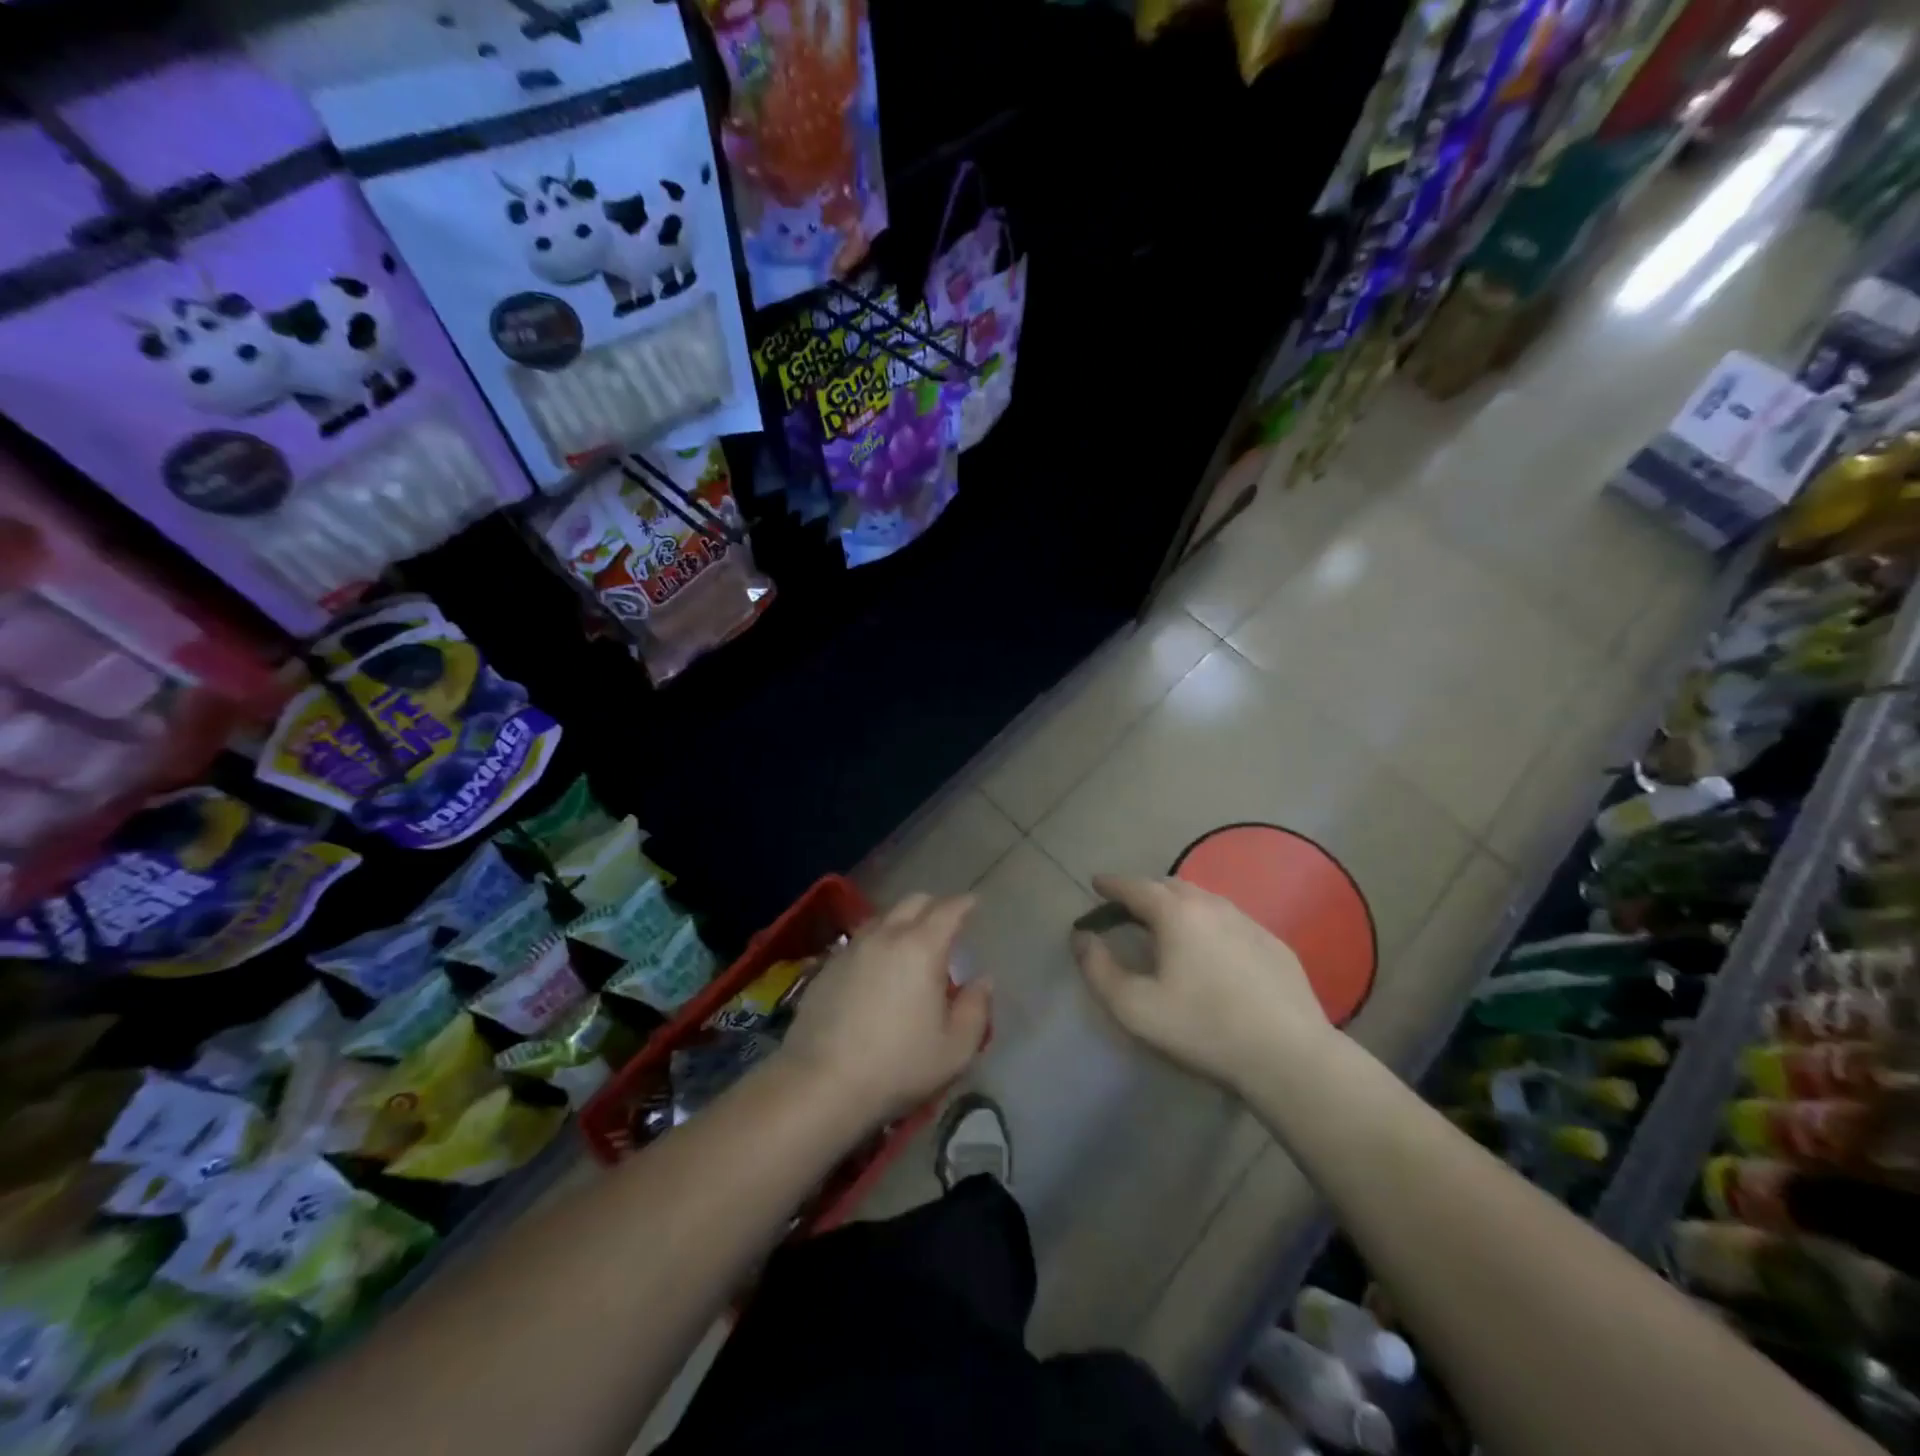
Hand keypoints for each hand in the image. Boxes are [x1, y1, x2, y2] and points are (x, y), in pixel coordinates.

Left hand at [779, 893, 990, 1125]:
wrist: (822, 1082)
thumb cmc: (898, 1065)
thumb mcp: (954, 1049)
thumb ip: (976, 1009)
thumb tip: (982, 981)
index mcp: (922, 948)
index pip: (948, 910)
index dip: (965, 904)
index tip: (974, 904)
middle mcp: (886, 936)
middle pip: (913, 902)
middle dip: (934, 906)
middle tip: (945, 925)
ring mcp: (852, 948)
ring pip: (883, 917)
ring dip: (902, 921)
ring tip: (911, 944)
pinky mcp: (827, 965)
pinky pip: (860, 939)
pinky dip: (877, 942)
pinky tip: (878, 966)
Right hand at [1072, 874, 1331, 1093]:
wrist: (1289, 1055)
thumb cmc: (1203, 1028)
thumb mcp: (1135, 1007)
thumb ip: (1098, 969)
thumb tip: (1081, 938)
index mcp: (1176, 913)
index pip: (1135, 887)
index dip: (1111, 884)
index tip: (1096, 883)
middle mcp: (1212, 905)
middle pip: (1170, 885)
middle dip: (1144, 891)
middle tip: (1128, 908)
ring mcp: (1248, 921)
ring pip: (1204, 899)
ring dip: (1178, 904)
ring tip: (1167, 924)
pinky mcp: (1273, 942)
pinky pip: (1230, 919)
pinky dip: (1209, 922)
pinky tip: (1211, 948)